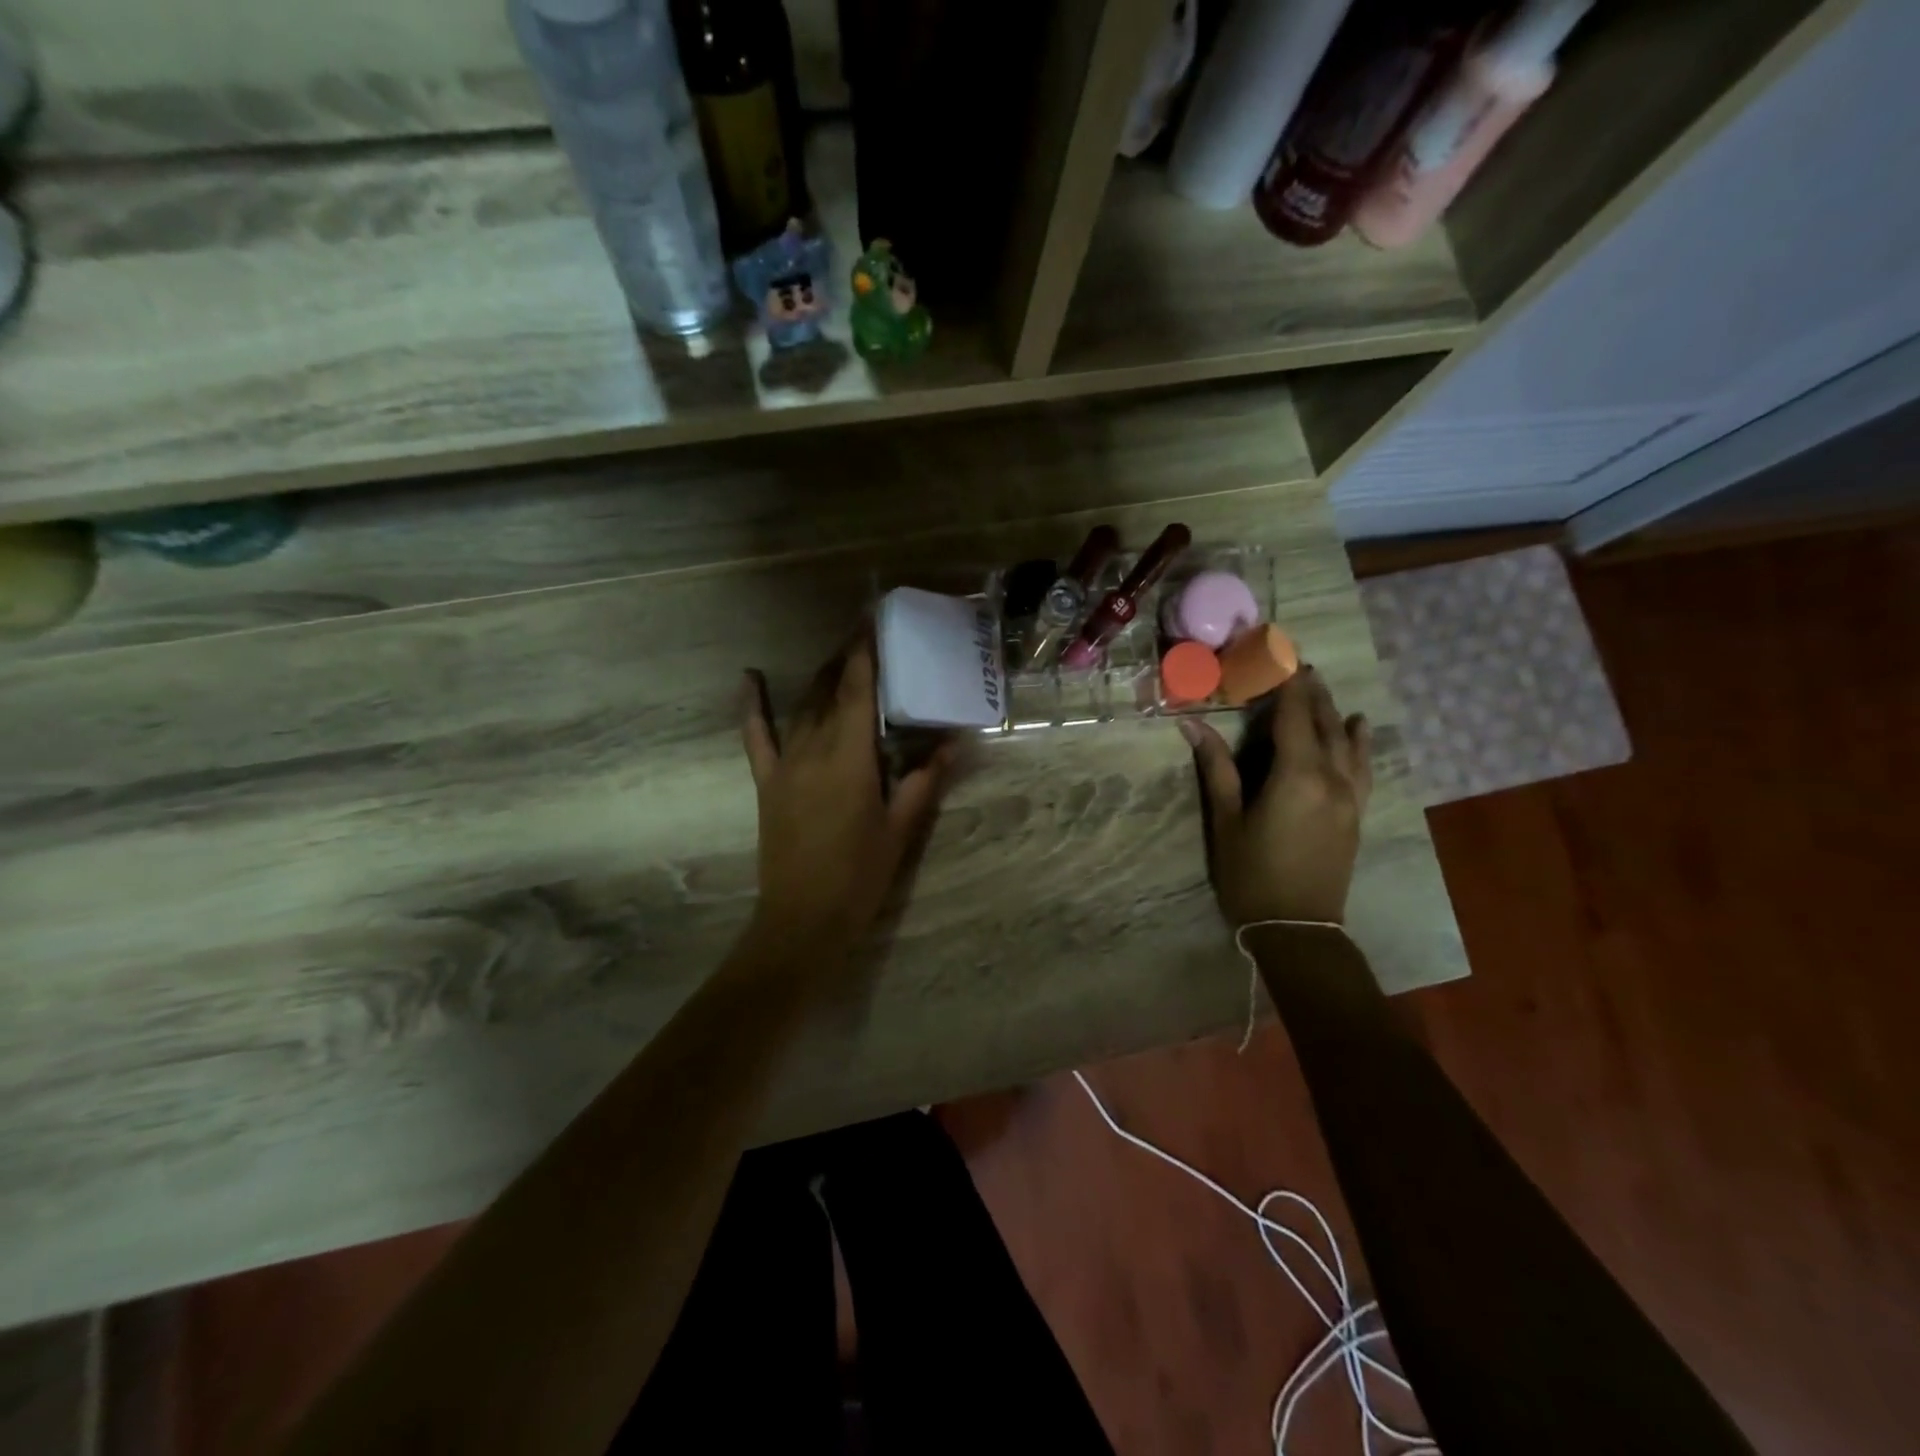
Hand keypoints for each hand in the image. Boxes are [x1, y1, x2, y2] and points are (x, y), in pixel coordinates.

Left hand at [740, 636, 952, 955]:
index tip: (872, 620)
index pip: (858, 691)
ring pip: (802, 707)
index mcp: (851, 758)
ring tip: (839, 656)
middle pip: (830, 691)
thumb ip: (924, 780)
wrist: (803, 919)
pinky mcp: (767, 782)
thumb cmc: (860, 875)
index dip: (864, 652)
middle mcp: (814, 749)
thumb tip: (954, 742)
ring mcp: (785, 764)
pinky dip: (752, 706)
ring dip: (820, 678)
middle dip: (847, 659)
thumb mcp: (901, 828)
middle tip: (866, 635)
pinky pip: (756, 736)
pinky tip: (749, 677)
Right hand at [1179, 668, 1372, 926]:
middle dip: (1310, 690)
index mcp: (1296, 776)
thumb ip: (1216, 768)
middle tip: (1295, 661)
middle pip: (1323, 722)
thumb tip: (1191, 724)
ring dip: (1332, 710)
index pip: (1293, 715)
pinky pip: (1363, 766)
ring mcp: (1350, 796)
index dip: (1286, 682)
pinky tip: (1358, 726)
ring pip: (1346, 741)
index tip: (1279, 652)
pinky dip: (1360, 742)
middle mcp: (1331, 778)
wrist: (1298, 927)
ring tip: (1320, 685)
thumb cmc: (1251, 875)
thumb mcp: (1227, 820)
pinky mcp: (1356, 812)